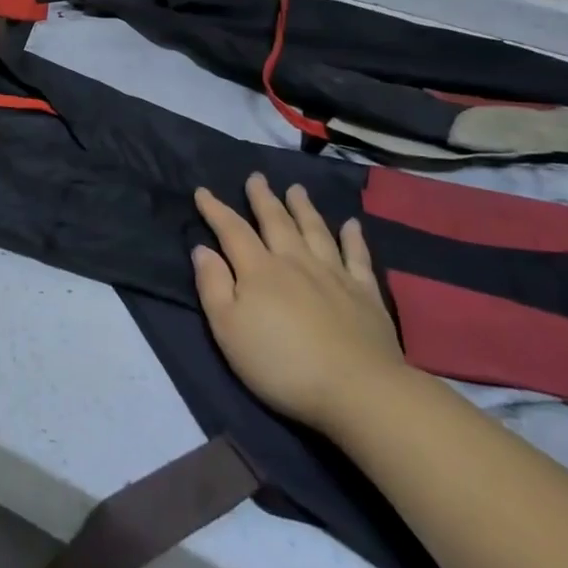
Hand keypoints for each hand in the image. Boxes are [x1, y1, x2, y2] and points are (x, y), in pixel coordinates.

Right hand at [192, 174, 408, 432]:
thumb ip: (213, 286)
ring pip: (315, 230)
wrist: (357, 390)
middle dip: (263, 198)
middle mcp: (295, 261)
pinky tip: (352, 224)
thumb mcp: (229, 330)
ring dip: (303, 208)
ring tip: (296, 189)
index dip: (215, 210)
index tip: (203, 191)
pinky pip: (357, 256)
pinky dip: (353, 238)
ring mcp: (334, 275)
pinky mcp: (365, 294)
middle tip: (256, 177)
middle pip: (276, 222)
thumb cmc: (281, 364)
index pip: (232, 230)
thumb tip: (202, 249)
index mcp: (259, 270)